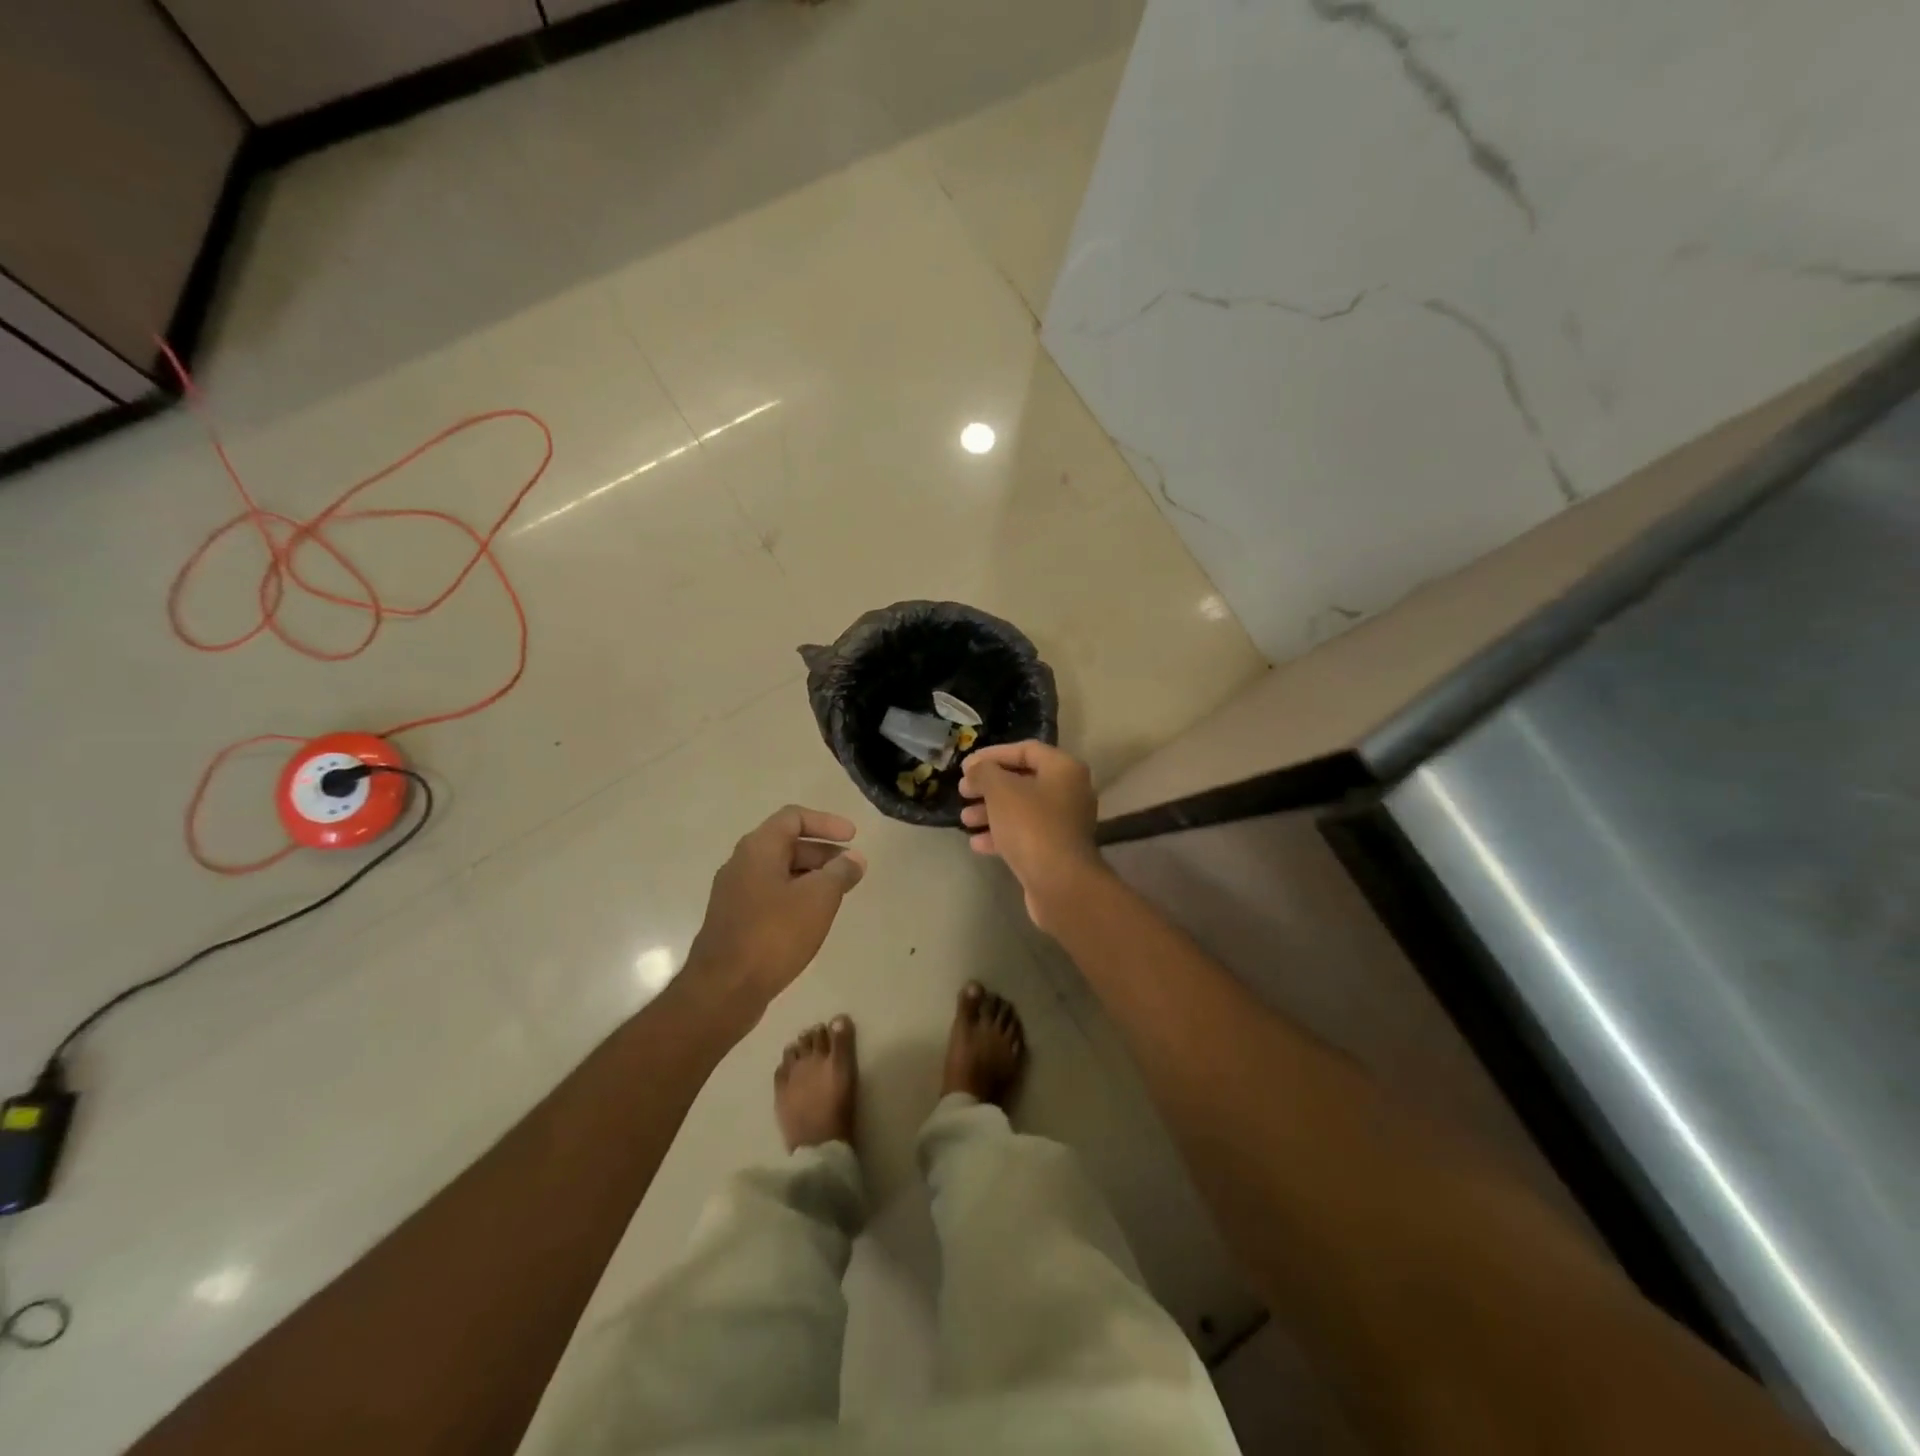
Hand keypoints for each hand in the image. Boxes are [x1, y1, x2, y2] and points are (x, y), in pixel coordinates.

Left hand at [684, 806, 865, 1028]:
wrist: (724, 990)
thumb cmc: (774, 934)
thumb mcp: (818, 899)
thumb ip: (840, 873)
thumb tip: (853, 859)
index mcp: (758, 848)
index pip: (794, 817)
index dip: (827, 822)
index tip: (854, 837)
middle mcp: (741, 863)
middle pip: (786, 844)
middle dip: (823, 852)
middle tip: (851, 868)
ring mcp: (734, 893)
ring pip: (779, 871)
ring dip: (811, 875)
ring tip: (838, 894)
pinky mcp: (734, 920)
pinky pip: (770, 894)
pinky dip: (796, 895)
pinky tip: (813, 918)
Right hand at [958, 741, 1103, 929]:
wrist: (1059, 882)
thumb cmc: (1031, 825)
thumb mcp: (1000, 790)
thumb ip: (984, 772)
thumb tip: (975, 768)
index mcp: (1063, 769)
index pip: (1025, 749)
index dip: (993, 754)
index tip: (966, 765)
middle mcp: (1069, 791)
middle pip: (1023, 780)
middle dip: (989, 785)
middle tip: (963, 791)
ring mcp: (1064, 823)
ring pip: (1021, 809)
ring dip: (991, 811)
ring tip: (965, 818)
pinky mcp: (1056, 850)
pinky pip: (1025, 834)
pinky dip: (1001, 834)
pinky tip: (976, 843)